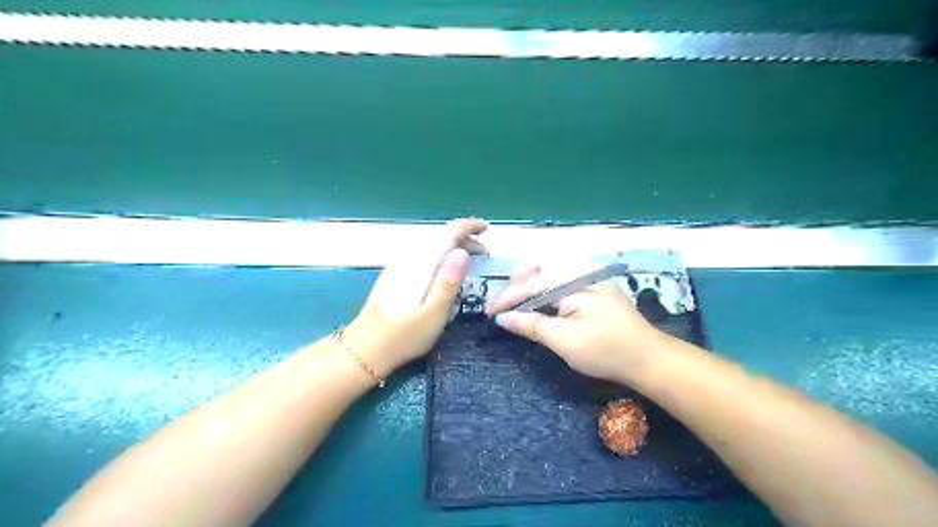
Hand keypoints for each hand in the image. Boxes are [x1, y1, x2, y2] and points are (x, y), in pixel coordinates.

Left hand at [346, 218, 490, 377]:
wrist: (365, 349)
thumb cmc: (404, 336)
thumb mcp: (434, 313)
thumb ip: (449, 281)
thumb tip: (463, 251)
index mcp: (422, 264)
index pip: (447, 232)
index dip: (469, 226)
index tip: (487, 230)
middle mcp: (409, 258)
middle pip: (439, 235)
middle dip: (464, 238)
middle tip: (483, 254)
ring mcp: (399, 265)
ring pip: (430, 244)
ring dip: (452, 246)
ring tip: (468, 260)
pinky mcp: (394, 275)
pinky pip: (423, 253)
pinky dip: (439, 254)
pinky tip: (443, 270)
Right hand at [487, 268, 662, 383]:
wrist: (649, 359)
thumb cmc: (606, 351)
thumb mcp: (564, 341)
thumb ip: (532, 325)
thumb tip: (503, 317)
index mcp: (575, 280)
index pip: (532, 284)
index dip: (508, 298)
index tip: (489, 311)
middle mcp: (583, 270)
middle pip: (540, 269)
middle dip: (518, 285)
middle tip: (502, 304)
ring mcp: (591, 277)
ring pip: (551, 272)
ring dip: (531, 285)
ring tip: (516, 300)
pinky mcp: (596, 286)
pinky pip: (563, 279)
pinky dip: (546, 289)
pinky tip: (539, 300)